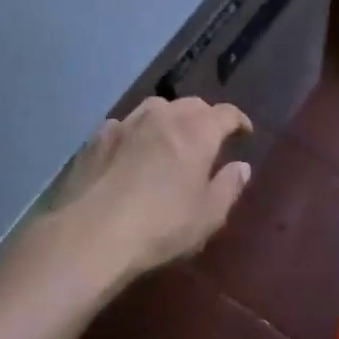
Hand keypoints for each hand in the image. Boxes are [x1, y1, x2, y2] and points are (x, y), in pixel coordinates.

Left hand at [41, 97, 253, 282]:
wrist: (93, 233)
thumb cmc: (162, 226)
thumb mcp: (208, 215)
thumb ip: (229, 187)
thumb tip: (241, 167)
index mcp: (197, 132)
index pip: (225, 113)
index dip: (238, 121)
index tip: (244, 132)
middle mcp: (163, 117)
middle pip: (191, 105)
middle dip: (205, 117)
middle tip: (209, 138)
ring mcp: (126, 123)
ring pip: (155, 107)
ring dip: (169, 118)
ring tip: (169, 138)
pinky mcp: (96, 138)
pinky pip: (124, 124)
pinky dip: (135, 132)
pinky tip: (131, 150)